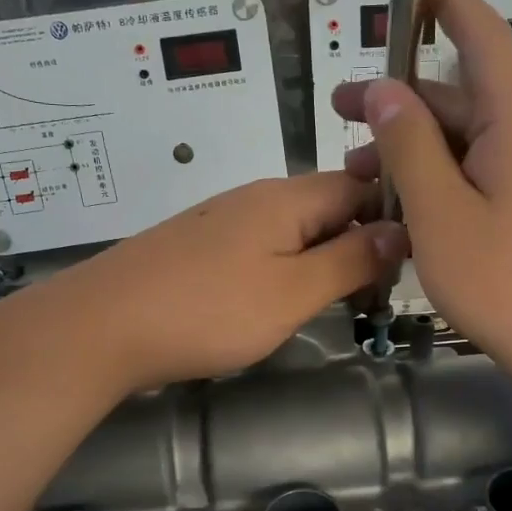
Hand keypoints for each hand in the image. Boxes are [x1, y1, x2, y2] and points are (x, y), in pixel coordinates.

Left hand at [59, 173, 406, 392]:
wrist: (101, 326)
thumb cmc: (207, 311)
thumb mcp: (292, 292)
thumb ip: (349, 261)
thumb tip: (398, 230)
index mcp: (286, 198)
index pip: (358, 184)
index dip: (390, 214)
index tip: (410, 258)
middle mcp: (255, 197)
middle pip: (325, 205)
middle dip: (357, 241)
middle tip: (376, 290)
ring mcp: (222, 220)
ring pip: (292, 229)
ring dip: (321, 258)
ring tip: (337, 300)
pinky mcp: (199, 246)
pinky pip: (259, 246)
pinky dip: (283, 268)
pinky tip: (279, 301)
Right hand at [332, 0, 511, 397]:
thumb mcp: (441, 215)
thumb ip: (409, 145)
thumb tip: (383, 90)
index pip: (480, 30)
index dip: (443, 0)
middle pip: (465, 93)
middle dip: (401, 101)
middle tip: (339, 114)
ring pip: (476, 136)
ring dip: (420, 147)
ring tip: (363, 177)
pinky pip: (496, 166)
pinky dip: (452, 172)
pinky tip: (414, 201)